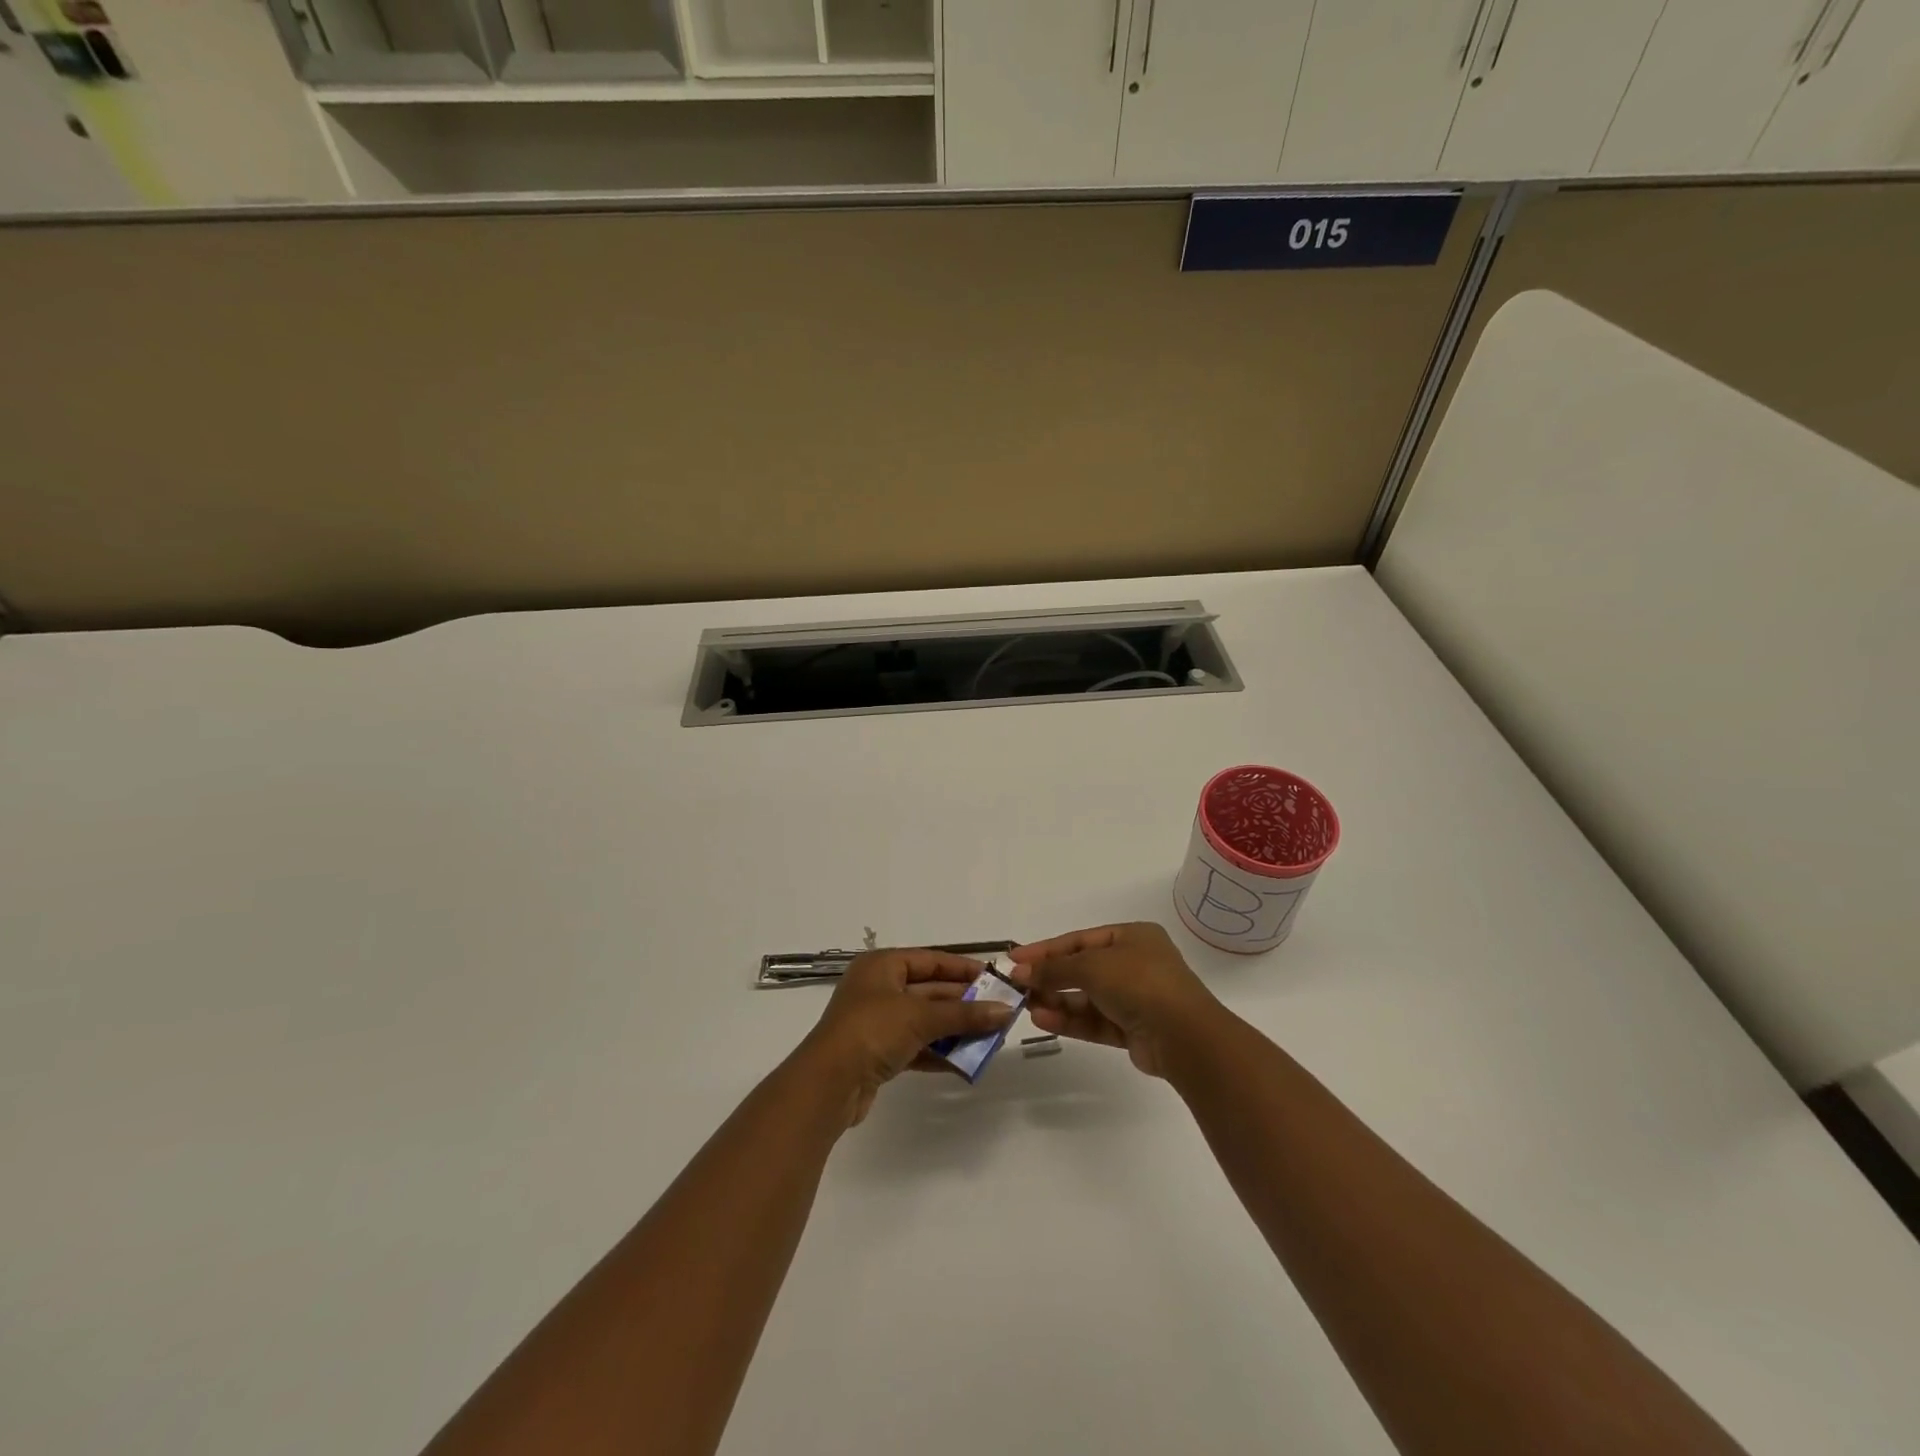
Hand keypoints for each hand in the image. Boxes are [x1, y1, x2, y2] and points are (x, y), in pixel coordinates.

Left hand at [799, 948, 1017, 1126]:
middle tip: (1000, 1012)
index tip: (995, 979)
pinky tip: (967, 1062)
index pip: (931, 960)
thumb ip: (964, 1013)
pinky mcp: (879, 1053)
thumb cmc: (872, 1030)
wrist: (828, 1084)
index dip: (963, 969)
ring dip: (956, 1029)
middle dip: (964, 1003)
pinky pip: (917, 1046)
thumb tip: (1005, 1011)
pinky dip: (940, 1052)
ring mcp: (877, 1022)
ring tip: (991, 1038)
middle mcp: (879, 989)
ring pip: (925, 1020)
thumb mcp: (920, 1016)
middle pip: (930, 990)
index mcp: (882, 966)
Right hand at [1009, 922, 1223, 1078]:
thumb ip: (1054, 968)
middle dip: (1050, 977)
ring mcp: (1135, 998)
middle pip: (1082, 969)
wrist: (1183, 1036)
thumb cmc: (1139, 983)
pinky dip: (1070, 1020)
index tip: (1014, 958)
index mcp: (1132, 937)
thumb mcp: (1092, 966)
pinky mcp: (1132, 1029)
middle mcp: (1134, 964)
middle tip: (1016, 986)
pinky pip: (1095, 1021)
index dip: (1046, 949)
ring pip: (1087, 998)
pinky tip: (1042, 1020)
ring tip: (1025, 1006)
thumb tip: (1020, 971)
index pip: (1080, 940)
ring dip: (1057, 1001)